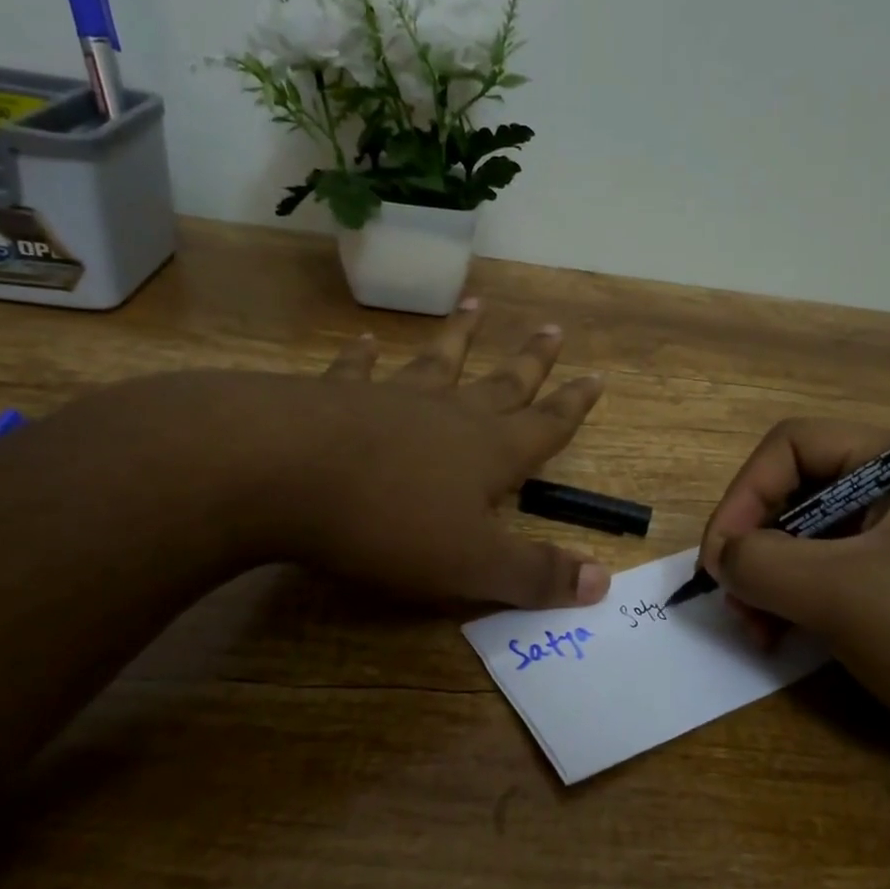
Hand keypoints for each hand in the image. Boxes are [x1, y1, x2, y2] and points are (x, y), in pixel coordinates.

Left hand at [275, 300, 609, 608]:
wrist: (286, 474)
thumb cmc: (390, 523)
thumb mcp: (473, 564)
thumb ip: (536, 574)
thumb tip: (603, 582)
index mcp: (489, 452)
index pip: (546, 425)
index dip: (573, 406)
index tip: (596, 376)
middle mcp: (449, 415)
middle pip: (501, 383)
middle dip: (530, 361)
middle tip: (552, 327)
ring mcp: (392, 399)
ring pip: (437, 363)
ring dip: (458, 337)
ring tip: (474, 306)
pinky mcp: (336, 397)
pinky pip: (357, 370)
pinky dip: (362, 355)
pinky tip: (364, 340)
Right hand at [699, 420, 889, 795]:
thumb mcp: (844, 594)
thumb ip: (763, 563)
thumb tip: (723, 560)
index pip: (792, 445)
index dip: (744, 493)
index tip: (720, 559)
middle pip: (795, 492)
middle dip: (754, 544)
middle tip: (736, 602)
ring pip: (809, 541)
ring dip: (770, 580)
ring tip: (757, 631)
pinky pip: (833, 580)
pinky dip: (799, 604)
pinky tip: (785, 640)